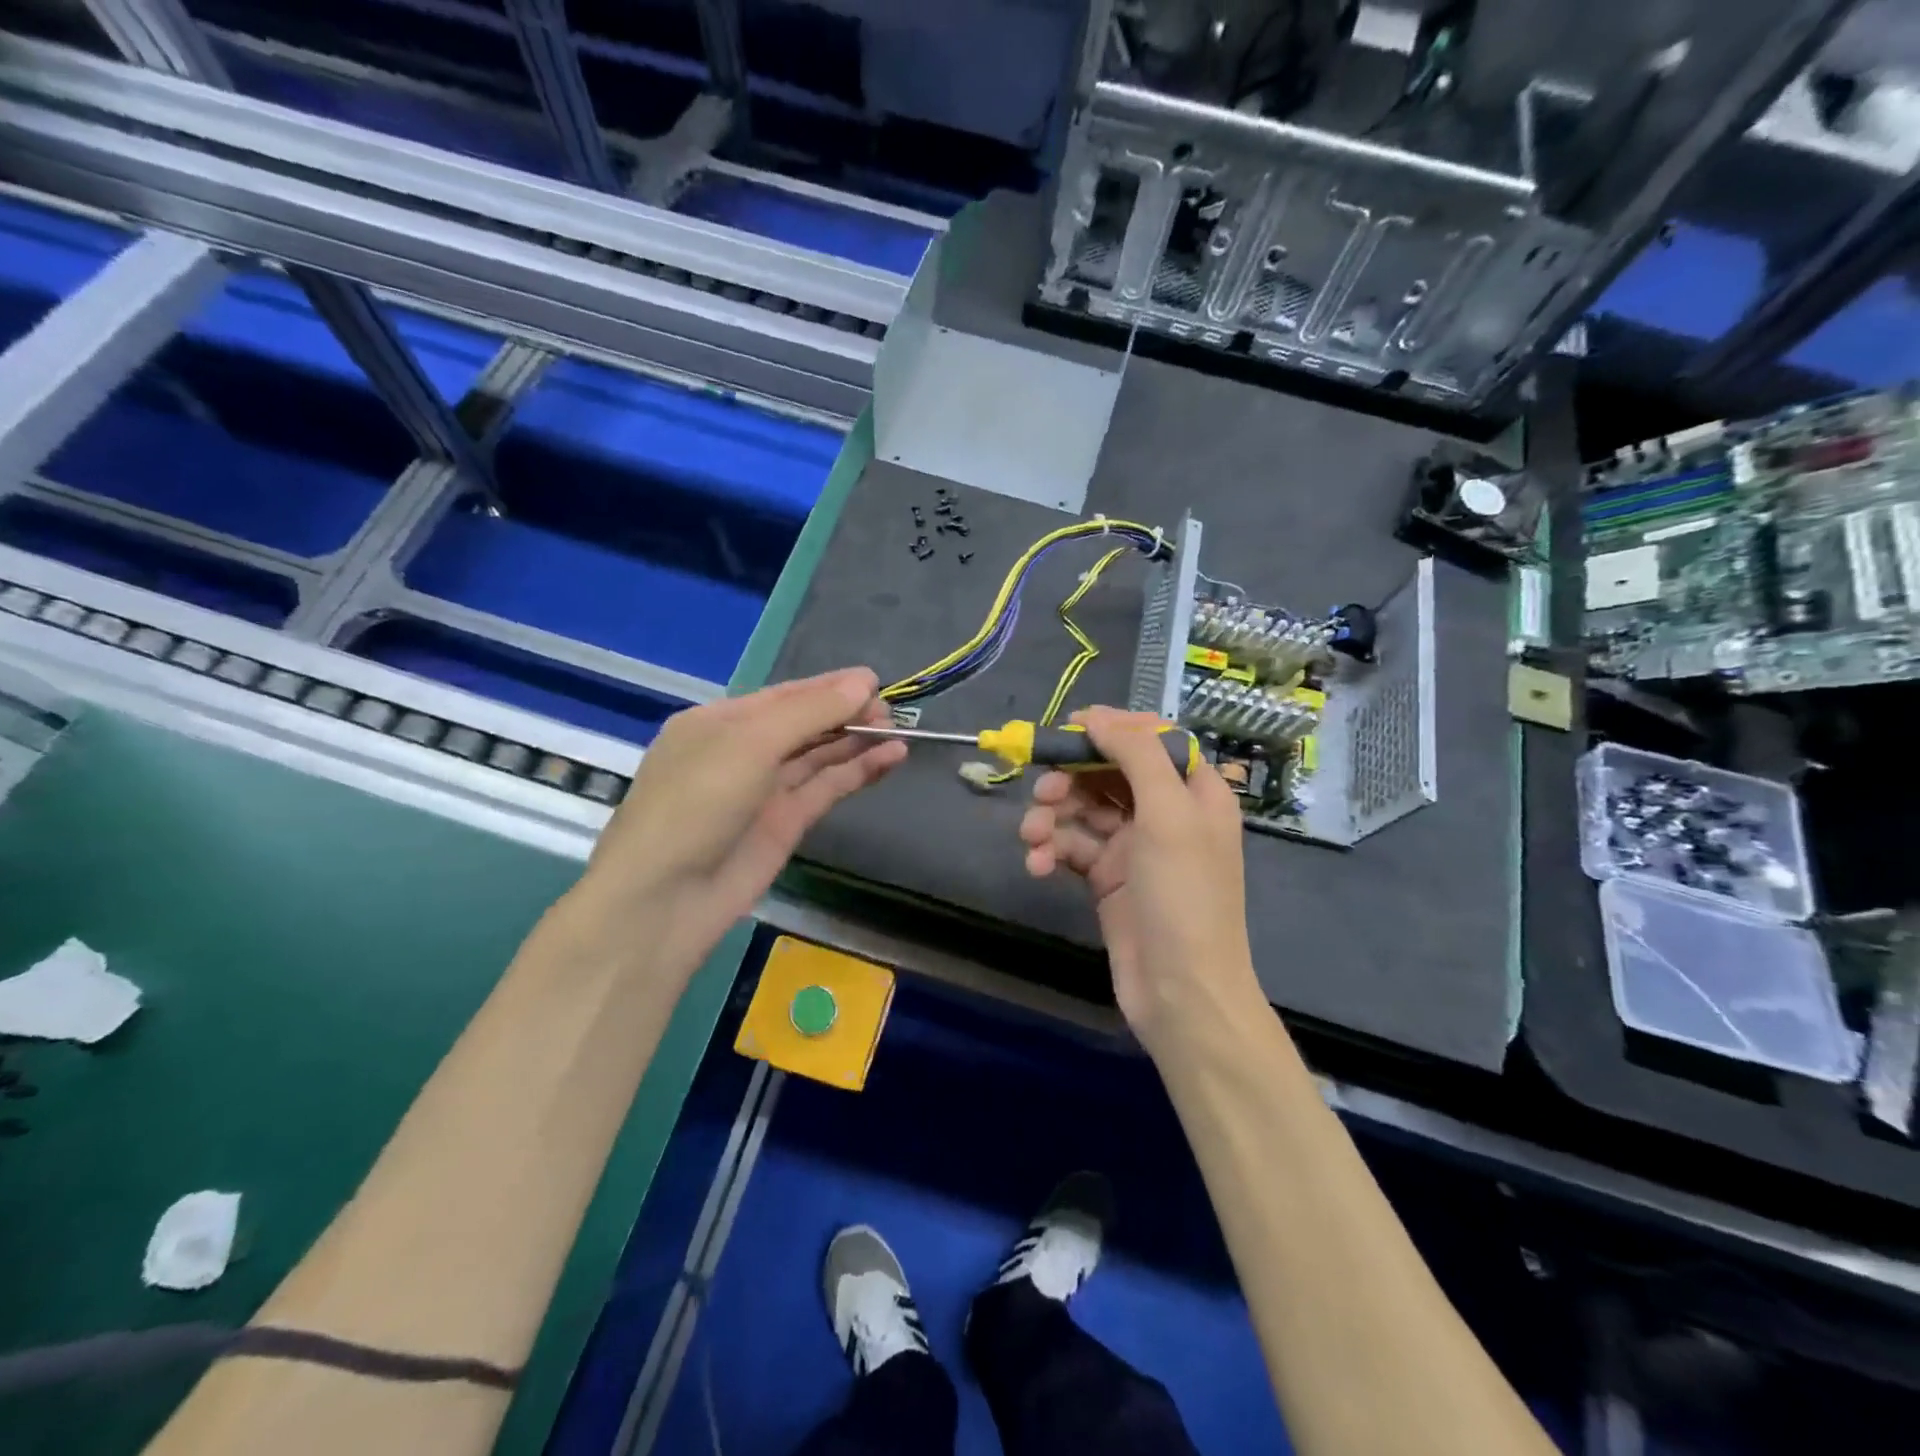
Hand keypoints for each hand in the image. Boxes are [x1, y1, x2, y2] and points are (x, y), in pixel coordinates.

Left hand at [572, 668, 905, 979]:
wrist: (667, 897)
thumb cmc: (698, 801)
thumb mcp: (750, 743)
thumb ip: (810, 711)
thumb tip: (864, 683)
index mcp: (720, 721)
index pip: (785, 695)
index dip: (830, 686)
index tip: (876, 682)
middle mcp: (743, 751)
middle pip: (805, 723)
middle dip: (846, 713)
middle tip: (891, 711)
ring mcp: (765, 790)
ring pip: (819, 756)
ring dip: (857, 742)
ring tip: (899, 730)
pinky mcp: (785, 824)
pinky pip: (827, 788)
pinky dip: (858, 772)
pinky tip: (890, 758)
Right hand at [1019, 707, 1265, 1052]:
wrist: (1181, 993)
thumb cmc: (1184, 896)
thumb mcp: (1168, 814)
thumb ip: (1136, 755)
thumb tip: (1098, 716)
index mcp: (1194, 791)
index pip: (1151, 739)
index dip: (1111, 729)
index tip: (1068, 730)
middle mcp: (1165, 813)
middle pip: (1108, 772)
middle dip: (1071, 778)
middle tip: (1042, 791)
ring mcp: (1134, 847)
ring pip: (1083, 810)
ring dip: (1052, 817)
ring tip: (1032, 838)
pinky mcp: (1107, 879)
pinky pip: (1072, 848)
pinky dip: (1052, 852)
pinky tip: (1038, 867)